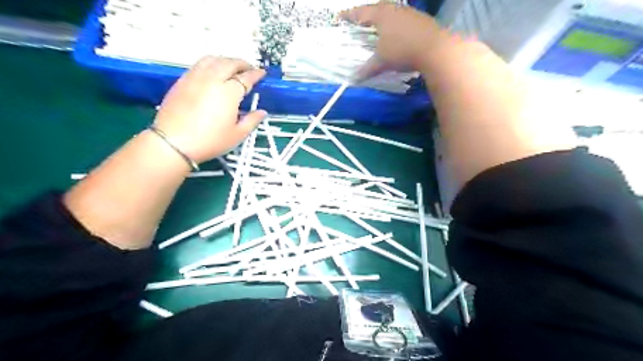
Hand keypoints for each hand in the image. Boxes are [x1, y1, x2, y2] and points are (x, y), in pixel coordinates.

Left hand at [153, 56, 266, 163]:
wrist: (173, 143)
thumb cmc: (209, 141)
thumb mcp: (237, 135)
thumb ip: (252, 121)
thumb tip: (262, 112)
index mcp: (229, 93)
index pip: (246, 78)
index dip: (256, 74)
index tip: (262, 73)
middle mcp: (212, 80)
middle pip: (229, 63)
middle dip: (242, 64)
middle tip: (249, 69)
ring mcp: (195, 78)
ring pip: (212, 59)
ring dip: (225, 60)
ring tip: (231, 67)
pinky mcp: (182, 81)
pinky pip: (199, 64)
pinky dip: (211, 63)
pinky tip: (213, 72)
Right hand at [341, 3, 448, 78]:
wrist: (435, 48)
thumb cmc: (402, 51)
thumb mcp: (382, 61)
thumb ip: (367, 68)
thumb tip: (354, 79)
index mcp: (381, 14)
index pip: (361, 13)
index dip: (350, 15)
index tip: (340, 16)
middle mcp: (394, 9)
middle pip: (377, 7)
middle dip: (367, 13)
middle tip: (360, 19)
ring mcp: (409, 12)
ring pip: (391, 11)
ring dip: (382, 18)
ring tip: (378, 25)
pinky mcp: (420, 19)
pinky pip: (402, 18)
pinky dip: (395, 24)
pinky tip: (397, 32)